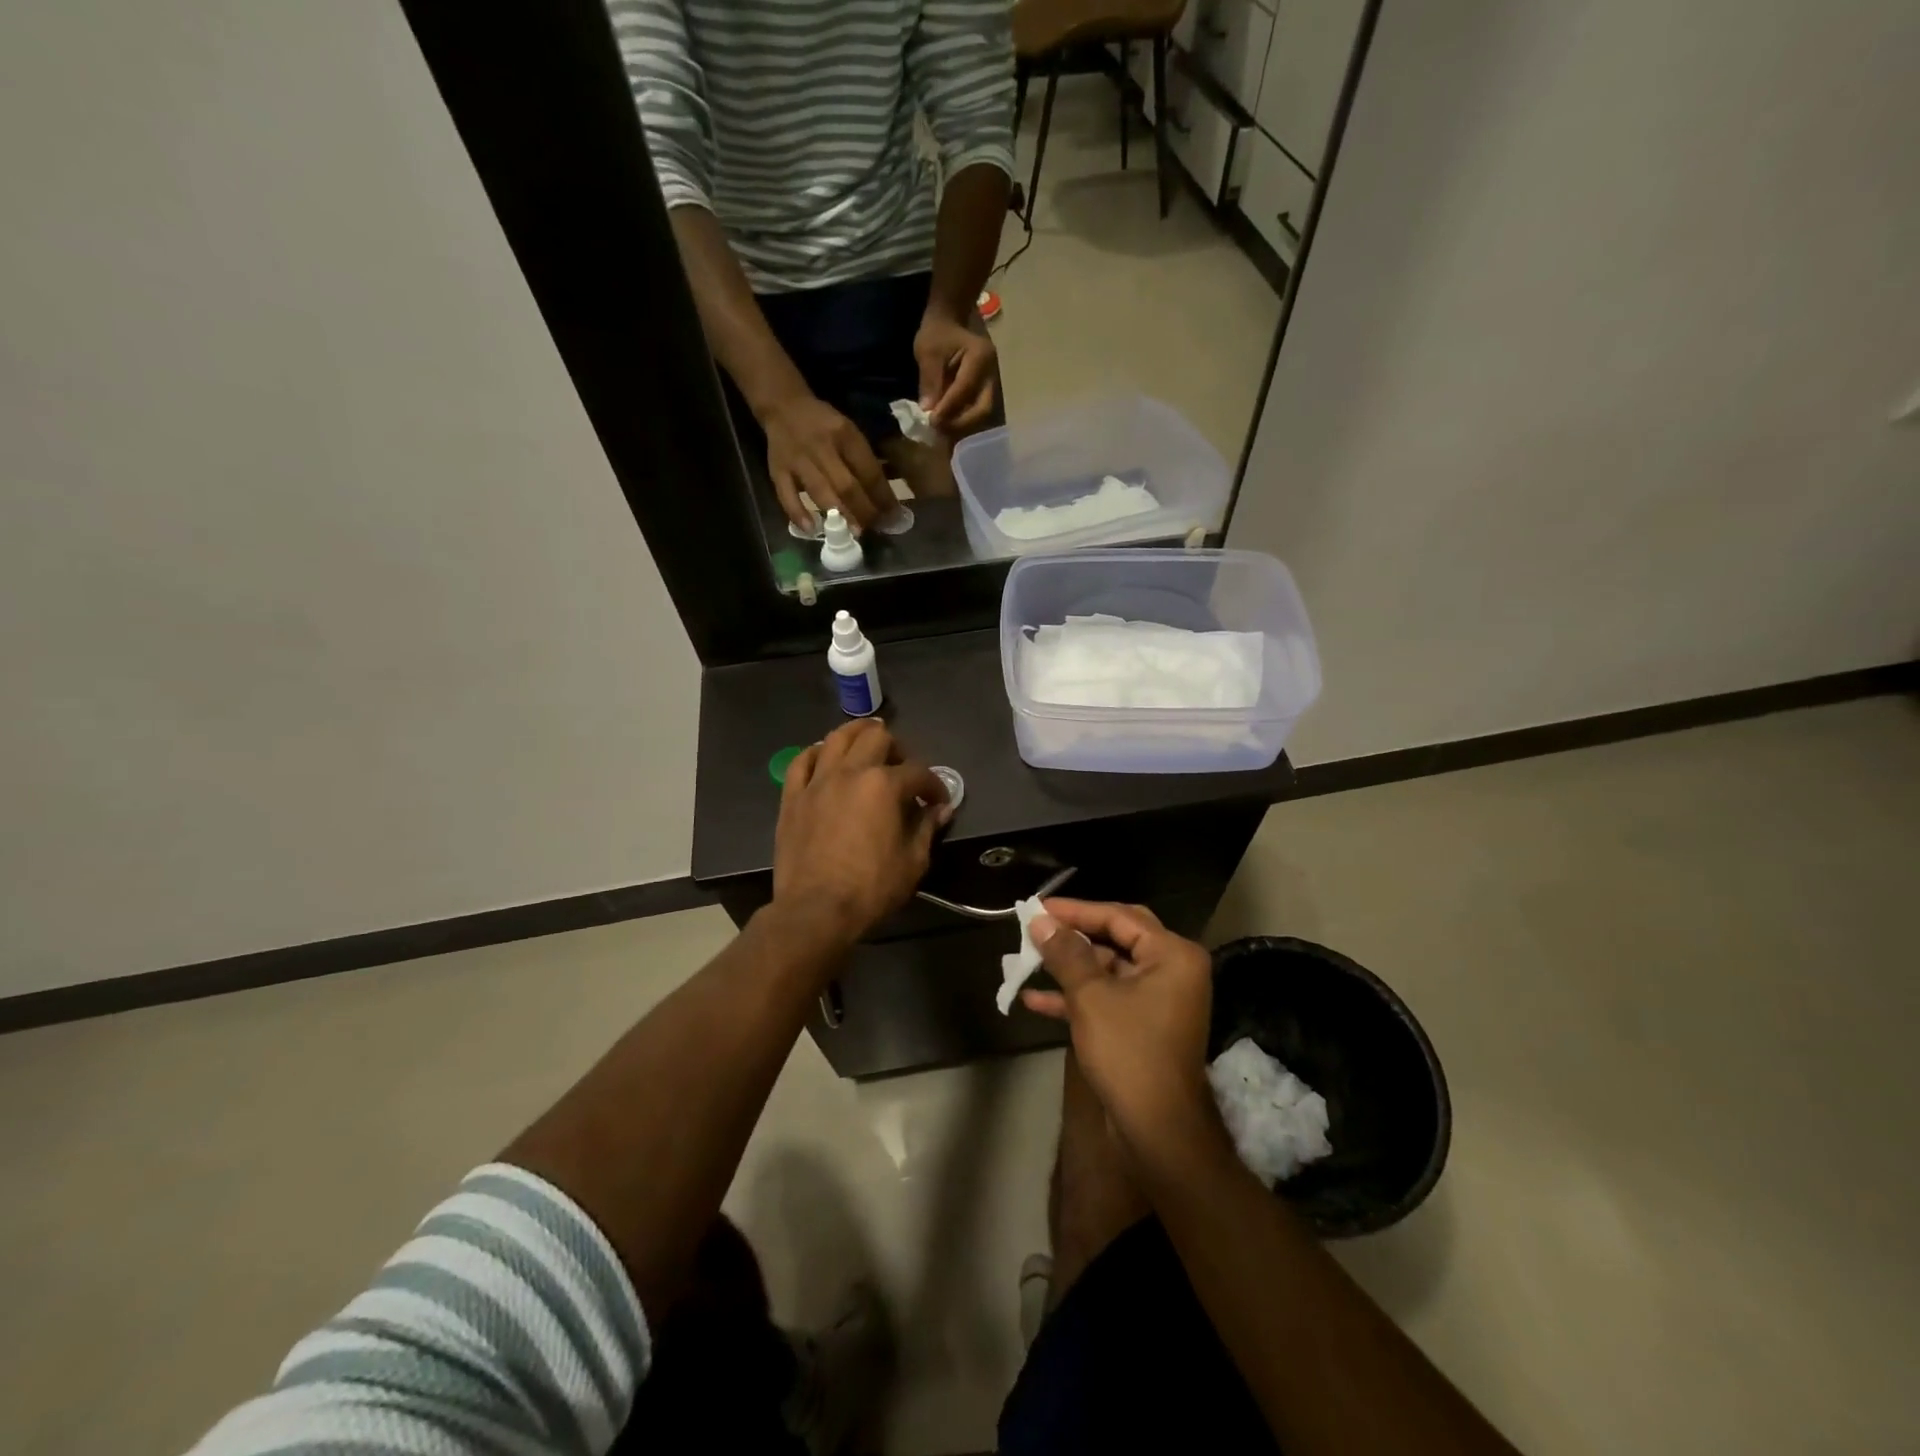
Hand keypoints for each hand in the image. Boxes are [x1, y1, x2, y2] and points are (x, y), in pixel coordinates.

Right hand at [760, 392, 896, 531]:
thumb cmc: (824, 424)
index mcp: (844, 434)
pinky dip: (798, 513)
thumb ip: (863, 459)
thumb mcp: (849, 431)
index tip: (893, 515)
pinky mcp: (777, 470)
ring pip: (820, 492)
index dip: (883, 496)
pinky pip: (786, 495)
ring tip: (853, 533)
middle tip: (875, 528)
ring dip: (839, 515)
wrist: (783, 405)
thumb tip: (884, 496)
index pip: (868, 470)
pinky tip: (811, 529)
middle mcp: (821, 447)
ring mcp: (798, 460)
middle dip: (864, 511)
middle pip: (846, 485)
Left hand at [771, 721, 950, 948]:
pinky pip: (801, 761)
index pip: (917, 771)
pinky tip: (824, 757)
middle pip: (876, 738)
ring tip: (867, 742)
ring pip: (836, 738)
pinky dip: (815, 753)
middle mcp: (850, 772)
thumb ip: (927, 828)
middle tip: (902, 767)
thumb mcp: (913, 862)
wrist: (815, 911)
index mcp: (884, 785)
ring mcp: (817, 782)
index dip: (934, 784)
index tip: (938, 801)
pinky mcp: (792, 797)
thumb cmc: (871, 888)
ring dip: (856, 734)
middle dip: (897, 748)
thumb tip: (940, 810)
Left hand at [914, 311, 996, 435]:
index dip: (949, 408)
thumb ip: (929, 380)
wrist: (951, 321)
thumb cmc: (938, 332)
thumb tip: (928, 410)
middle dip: (960, 423)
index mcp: (981, 356)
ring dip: (963, 426)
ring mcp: (993, 384)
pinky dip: (964, 422)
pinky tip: (949, 426)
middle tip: (939, 430)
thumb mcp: (928, 351)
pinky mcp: (987, 392)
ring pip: (983, 414)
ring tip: (942, 431)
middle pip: (983, 408)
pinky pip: (978, 412)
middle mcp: (993, 373)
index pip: (966, 389)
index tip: (931, 421)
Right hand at [1022, 900, 1225, 1167]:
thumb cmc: (1129, 1052)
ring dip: (1069, 967)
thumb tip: (1040, 921)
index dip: (1076, 910)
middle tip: (1037, 926)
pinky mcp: (1143, 1025)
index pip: (1119, 916)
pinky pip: (1108, 997)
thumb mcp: (1091, 997)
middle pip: (1115, 938)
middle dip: (1073, 934)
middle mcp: (1172, 970)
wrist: (1158, 1131)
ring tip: (1027, 960)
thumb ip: (1066, 953)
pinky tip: (1034, 1000)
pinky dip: (1076, 997)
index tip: (1038, 907)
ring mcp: (1159, 999)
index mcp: (1172, 954)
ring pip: (1108, 969)